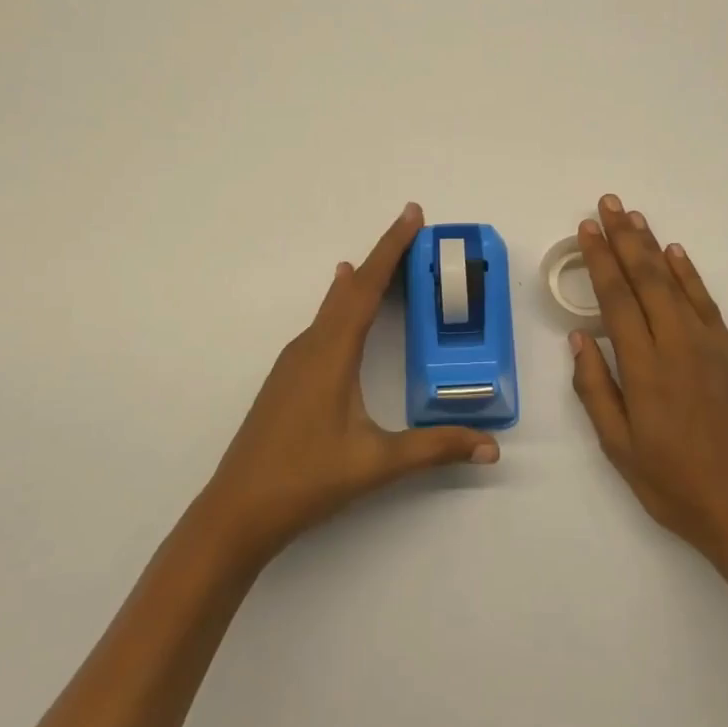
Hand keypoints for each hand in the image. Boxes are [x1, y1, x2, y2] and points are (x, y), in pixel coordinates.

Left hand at [196, 203, 499, 567]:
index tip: (412, 214)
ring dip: (361, 282)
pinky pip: (322, 325)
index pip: (368, 287)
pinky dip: (343, 305)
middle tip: (412, 231)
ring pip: (332, 306)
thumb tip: (491, 447)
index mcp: (331, 352)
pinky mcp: (286, 379)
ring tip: (387, 263)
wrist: (236, 512)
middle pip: (350, 289)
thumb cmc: (306, 479)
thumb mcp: (377, 462)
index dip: (392, 248)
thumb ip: (435, 449)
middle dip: (382, 257)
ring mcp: (292, 362)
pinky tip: (343, 310)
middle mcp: (310, 346)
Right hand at [569, 195, 727, 565]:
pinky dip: (690, 275)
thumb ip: (596, 388)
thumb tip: (579, 337)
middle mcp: (678, 346)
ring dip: (653, 246)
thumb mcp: (619, 447)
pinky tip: (677, 255)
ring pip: (676, 284)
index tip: (586, 229)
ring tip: (635, 216)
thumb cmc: (673, 484)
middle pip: (646, 279)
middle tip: (608, 204)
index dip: (600, 260)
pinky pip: (707, 304)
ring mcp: (710, 347)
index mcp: (646, 369)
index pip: (617, 299)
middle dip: (624, 239)